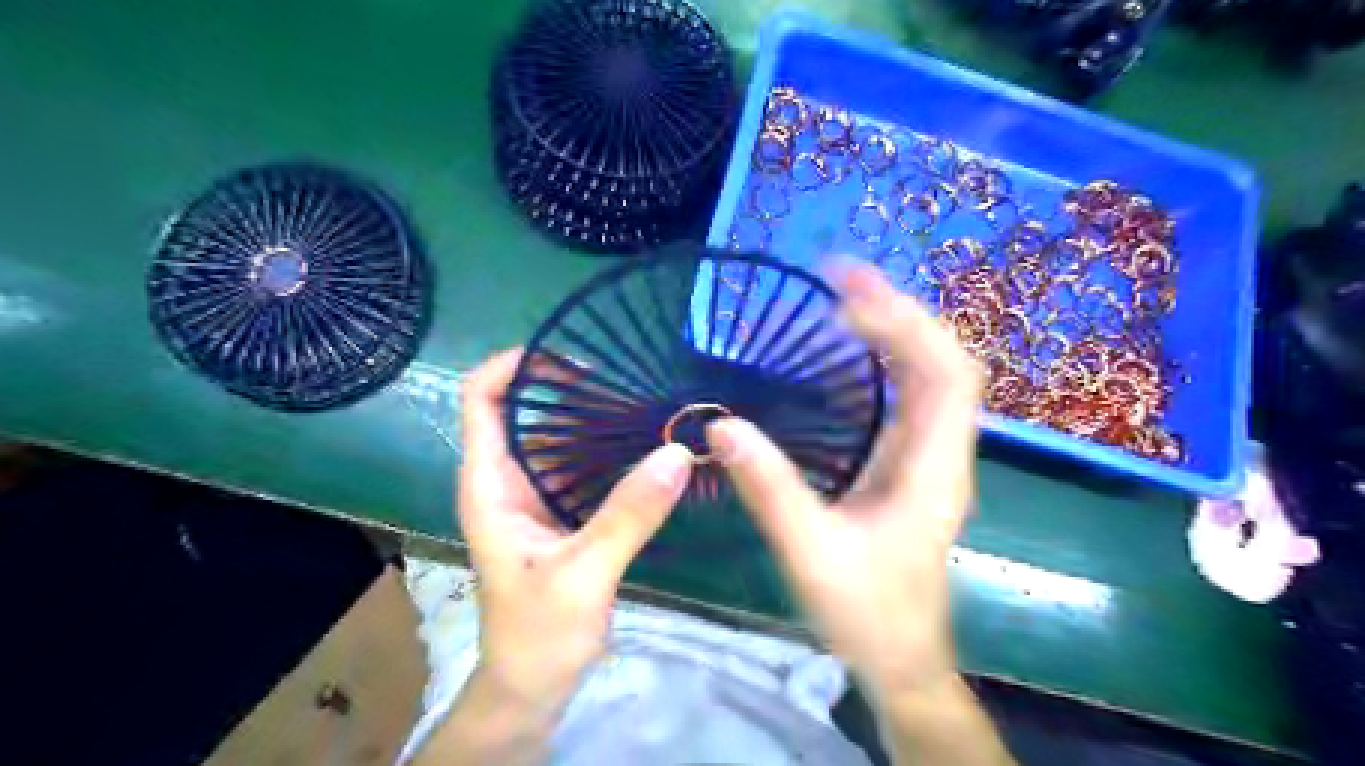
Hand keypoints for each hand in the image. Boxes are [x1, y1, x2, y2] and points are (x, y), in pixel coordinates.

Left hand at [462, 350, 694, 707]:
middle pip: (529, 408)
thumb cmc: (538, 634)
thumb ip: (627, 514)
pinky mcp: (561, 512)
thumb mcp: (582, 573)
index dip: (519, 365)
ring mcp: (535, 495)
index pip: (483, 397)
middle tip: (633, 383)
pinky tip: (648, 446)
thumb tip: (677, 453)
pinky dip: (611, 449)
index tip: (577, 361)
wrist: (533, 686)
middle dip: (574, 388)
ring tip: (649, 405)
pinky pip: (583, 464)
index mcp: (490, 483)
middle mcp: (508, 478)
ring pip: (560, 436)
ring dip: (598, 418)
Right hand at [704, 263, 981, 699]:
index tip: (848, 295)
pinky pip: (909, 394)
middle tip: (838, 279)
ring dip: (894, 329)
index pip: (946, 374)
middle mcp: (941, 452)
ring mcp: (929, 456)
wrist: (900, 657)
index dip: (906, 324)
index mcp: (933, 469)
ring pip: (930, 374)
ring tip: (843, 297)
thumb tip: (722, 425)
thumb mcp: (810, 552)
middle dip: (898, 312)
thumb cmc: (866, 612)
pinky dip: (884, 360)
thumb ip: (769, 489)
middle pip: (943, 361)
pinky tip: (849, 348)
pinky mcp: (910, 464)